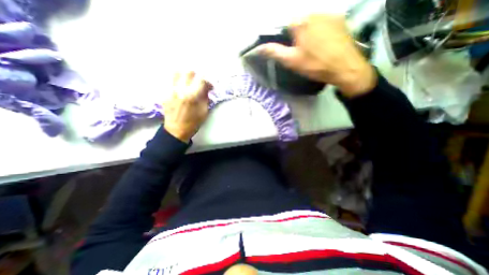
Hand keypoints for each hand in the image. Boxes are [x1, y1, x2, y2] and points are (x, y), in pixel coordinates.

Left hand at [162, 70, 211, 141]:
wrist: (176, 130)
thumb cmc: (193, 122)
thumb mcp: (204, 111)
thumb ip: (205, 97)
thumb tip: (206, 88)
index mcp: (192, 96)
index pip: (201, 80)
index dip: (208, 82)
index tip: (210, 87)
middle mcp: (180, 90)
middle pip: (188, 72)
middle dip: (197, 75)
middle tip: (199, 82)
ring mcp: (171, 90)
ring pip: (177, 73)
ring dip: (185, 75)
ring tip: (189, 81)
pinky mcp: (165, 93)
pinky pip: (171, 81)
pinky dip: (178, 81)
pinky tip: (181, 88)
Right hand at [258, 14, 375, 96]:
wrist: (345, 68)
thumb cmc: (315, 65)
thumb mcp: (292, 61)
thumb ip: (274, 52)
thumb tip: (258, 48)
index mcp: (300, 22)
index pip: (284, 25)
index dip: (285, 39)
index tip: (290, 51)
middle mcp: (314, 12)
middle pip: (298, 23)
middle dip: (296, 36)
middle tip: (302, 52)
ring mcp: (329, 13)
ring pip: (310, 23)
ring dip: (308, 34)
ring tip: (313, 49)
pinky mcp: (340, 18)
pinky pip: (323, 22)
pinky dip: (319, 31)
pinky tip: (323, 44)